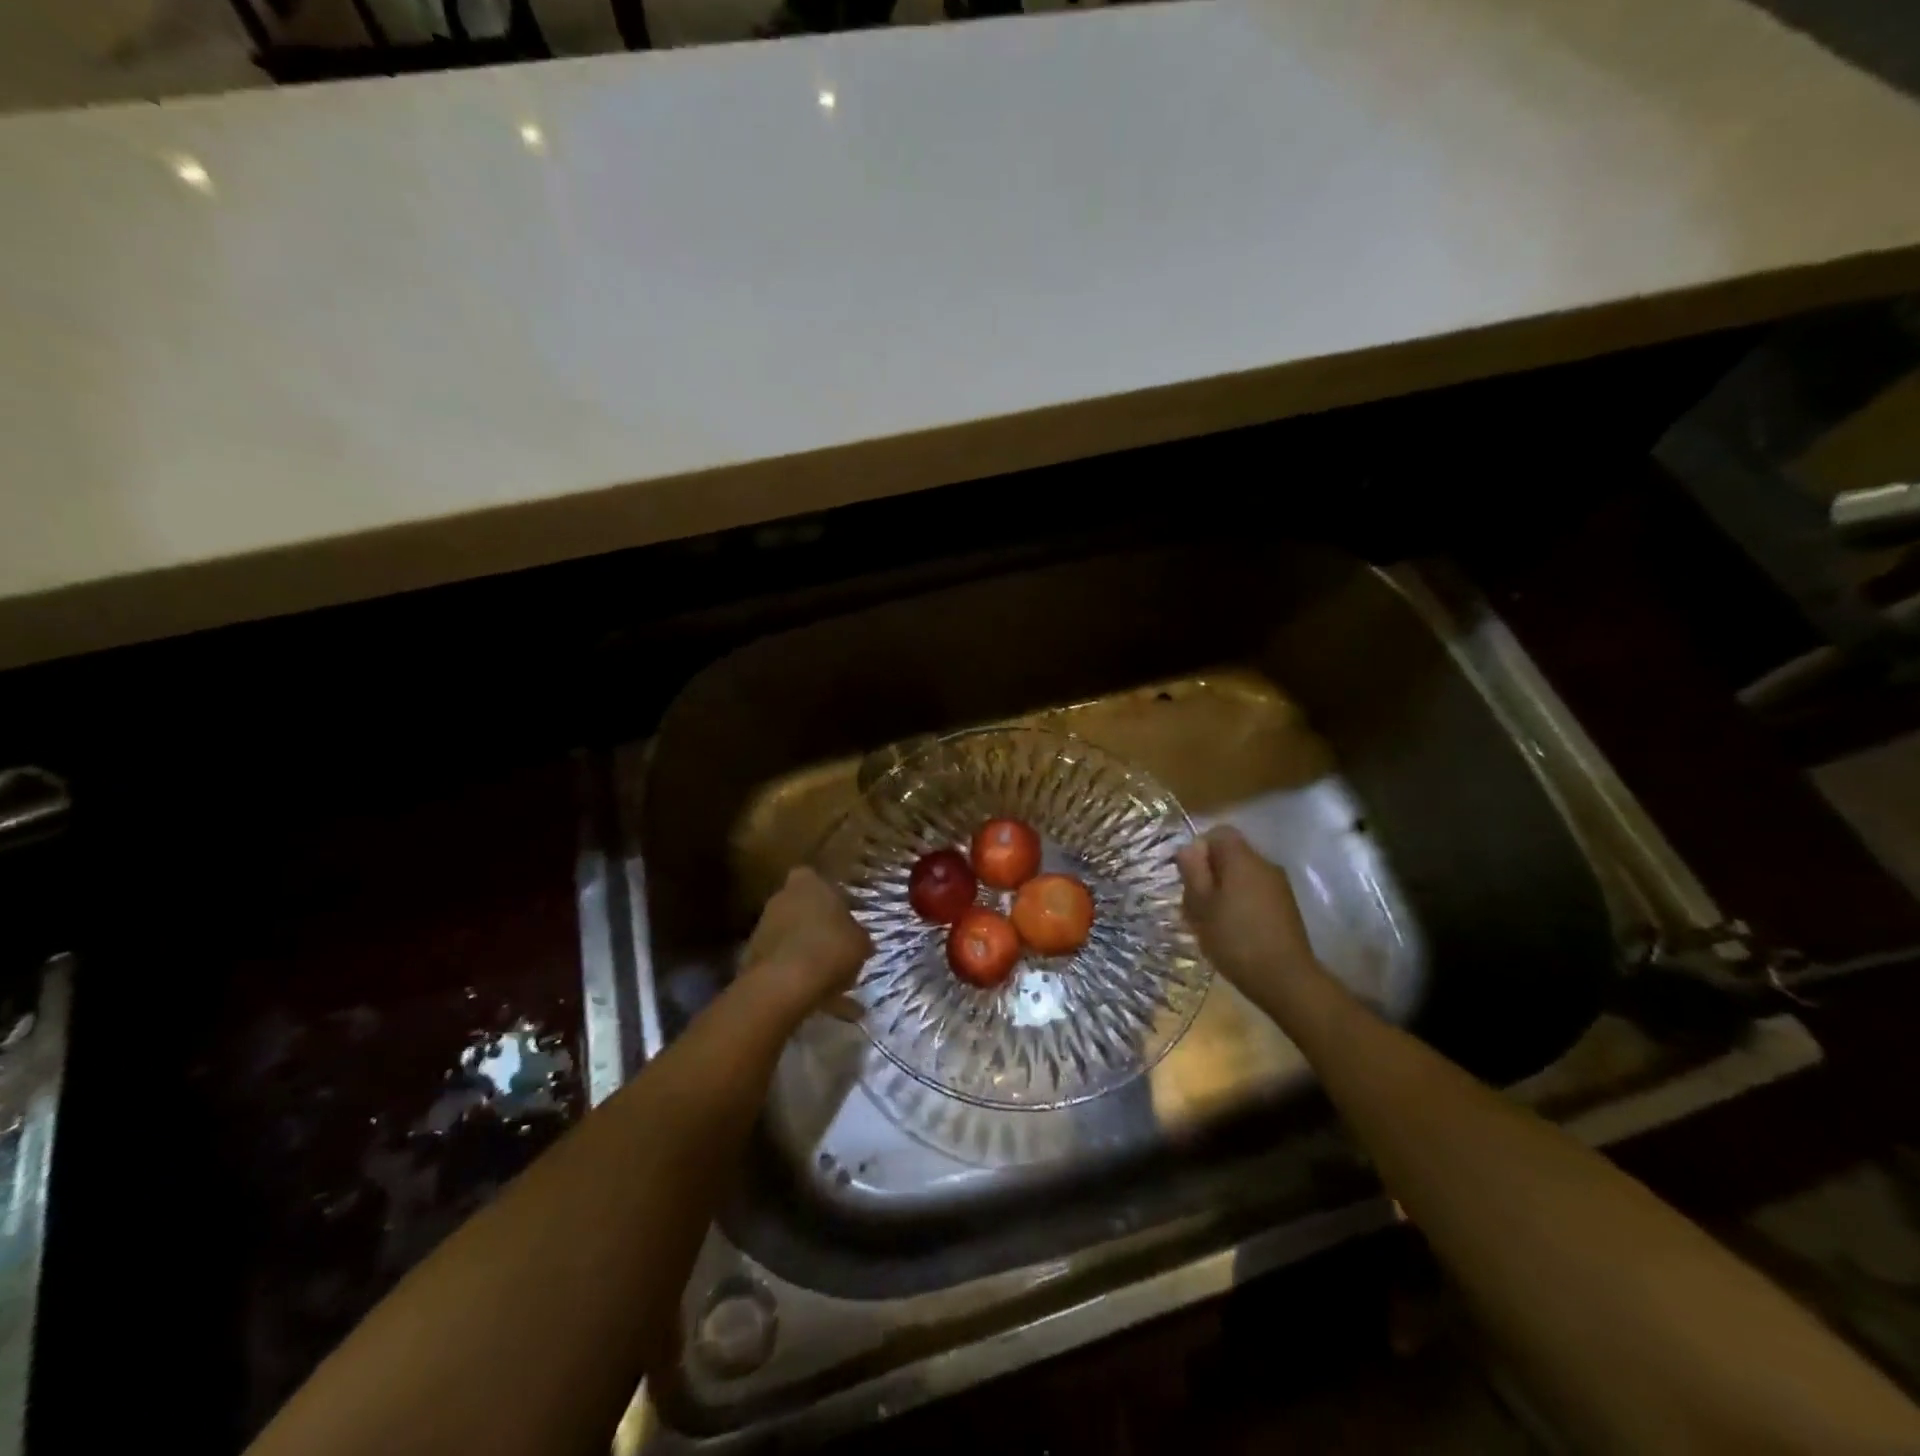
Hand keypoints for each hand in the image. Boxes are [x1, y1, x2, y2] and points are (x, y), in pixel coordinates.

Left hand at [739, 867, 871, 1022]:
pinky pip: (778, 959)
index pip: (817, 880)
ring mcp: (761, 925)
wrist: (783, 985)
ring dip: (802, 948)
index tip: (842, 917)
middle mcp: (780, 897)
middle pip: (800, 906)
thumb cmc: (830, 949)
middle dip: (814, 923)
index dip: (830, 899)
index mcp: (808, 883)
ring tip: (824, 974)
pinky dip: (791, 970)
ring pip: (788, 933)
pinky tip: (809, 990)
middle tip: (834, 944)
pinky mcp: (749, 955)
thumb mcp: (861, 942)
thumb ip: (856, 934)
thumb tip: (855, 937)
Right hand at [1177, 826, 1323, 1011]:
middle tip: (1195, 904)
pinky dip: (1241, 903)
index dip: (1200, 848)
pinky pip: (1256, 892)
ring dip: (1224, 891)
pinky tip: (1234, 931)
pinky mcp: (1287, 907)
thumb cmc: (1235, 939)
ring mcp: (1279, 886)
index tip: (1189, 876)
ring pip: (1243, 875)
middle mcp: (1265, 864)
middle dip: (1210, 873)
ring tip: (1212, 922)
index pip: (1219, 832)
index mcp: (1242, 859)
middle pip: (1231, 854)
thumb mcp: (1201, 906)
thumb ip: (1193, 871)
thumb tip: (1189, 847)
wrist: (1286, 979)